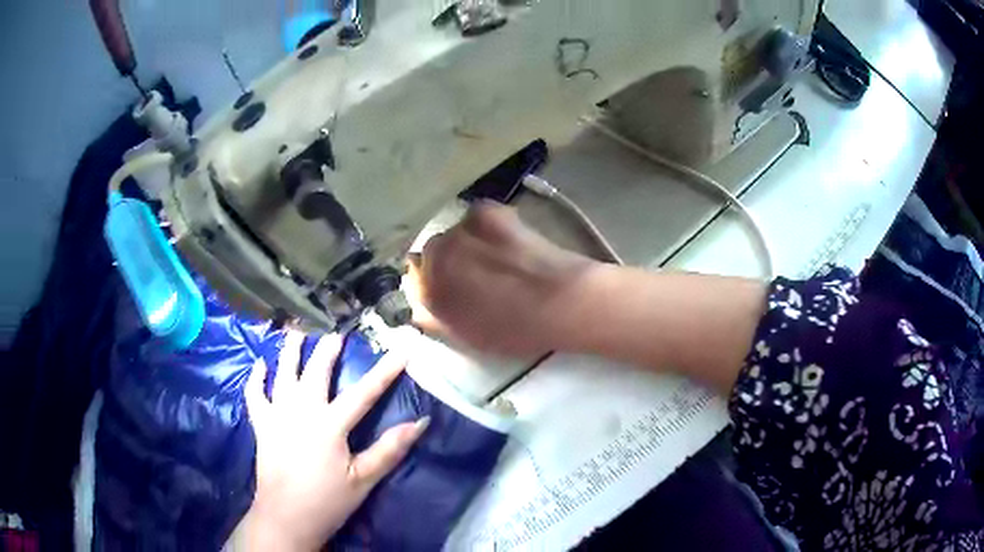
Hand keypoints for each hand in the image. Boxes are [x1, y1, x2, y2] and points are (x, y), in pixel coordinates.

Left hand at [230, 331, 429, 550]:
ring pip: (283, 374)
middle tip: (336, 335)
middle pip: (316, 372)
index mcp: (330, 425)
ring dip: (290, 352)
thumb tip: (419, 422)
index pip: (364, 392)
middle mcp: (301, 411)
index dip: (386, 370)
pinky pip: (255, 395)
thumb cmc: (328, 501)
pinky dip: (256, 378)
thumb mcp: (363, 480)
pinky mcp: (262, 425)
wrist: (285, 517)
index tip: (403, 349)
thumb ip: (389, 450)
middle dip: (328, 351)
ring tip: (296, 333)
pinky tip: (260, 365)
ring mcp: (277, 415)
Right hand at [408, 202, 598, 358]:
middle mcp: (433, 257)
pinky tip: (508, 238)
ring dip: (467, 242)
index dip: (432, 284)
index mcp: (428, 293)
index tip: (449, 288)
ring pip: (454, 233)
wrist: (560, 301)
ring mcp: (458, 231)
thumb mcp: (469, 337)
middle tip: (476, 272)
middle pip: (432, 252)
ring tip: (497, 255)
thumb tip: (419, 308)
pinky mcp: (485, 212)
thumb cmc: (516, 330)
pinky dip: (486, 225)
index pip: (414, 281)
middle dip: (448, 260)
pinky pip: (475, 217)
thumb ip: (437, 320)